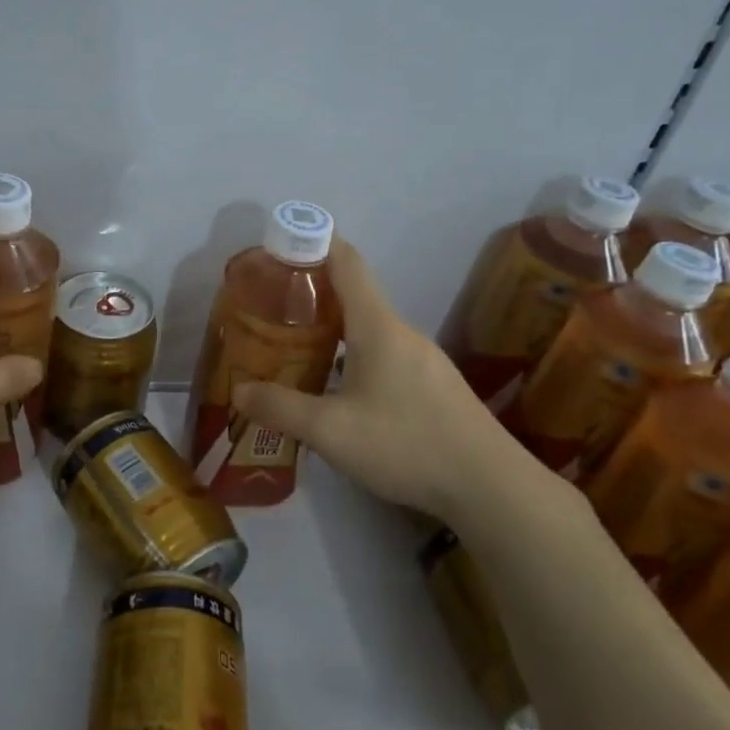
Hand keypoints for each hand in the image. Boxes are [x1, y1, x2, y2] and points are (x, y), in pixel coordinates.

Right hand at [232, 239, 541, 517]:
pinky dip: (352, 354)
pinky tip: (337, 389)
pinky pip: (384, 353)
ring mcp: (422, 359)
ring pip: (369, 329)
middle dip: (313, 294)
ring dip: (332, 328)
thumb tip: (240, 392)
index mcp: (377, 326)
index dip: (315, 243)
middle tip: (272, 308)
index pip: (346, 262)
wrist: (490, 486)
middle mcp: (401, 333)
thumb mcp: (330, 431)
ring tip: (296, 348)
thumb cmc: (406, 444)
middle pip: (355, 295)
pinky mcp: (432, 385)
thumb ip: (281, 408)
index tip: (282, 245)